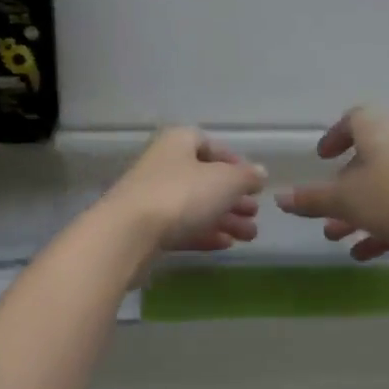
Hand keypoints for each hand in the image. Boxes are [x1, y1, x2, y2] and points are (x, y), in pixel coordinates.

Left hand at [103, 128, 265, 253]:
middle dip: (233, 197)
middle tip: (255, 214)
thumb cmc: (181, 195)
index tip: (254, 183)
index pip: (210, 145)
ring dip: (225, 219)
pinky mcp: (147, 228)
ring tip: (250, 236)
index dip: (235, 162)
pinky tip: (226, 245)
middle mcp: (164, 165)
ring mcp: (153, 198)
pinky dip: (205, 234)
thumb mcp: (225, 181)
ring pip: (196, 206)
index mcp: (178, 143)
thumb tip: (260, 172)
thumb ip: (246, 176)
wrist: (129, 234)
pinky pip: (182, 227)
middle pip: (204, 179)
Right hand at [276, 107, 388, 260]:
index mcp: (379, 134)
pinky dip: (383, 230)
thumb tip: (280, 197)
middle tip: (324, 211)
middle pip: (368, 161)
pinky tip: (365, 255)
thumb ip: (313, 200)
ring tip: (337, 238)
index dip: (336, 135)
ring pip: (384, 191)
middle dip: (343, 188)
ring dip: (359, 213)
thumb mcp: (347, 199)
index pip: (355, 119)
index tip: (323, 156)